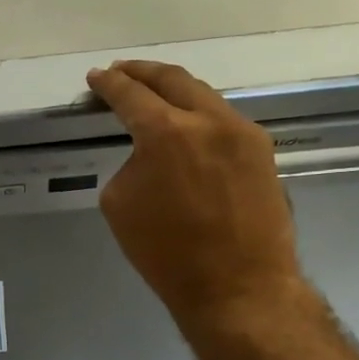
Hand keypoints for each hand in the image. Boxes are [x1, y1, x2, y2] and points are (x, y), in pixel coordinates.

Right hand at [87, 60, 304, 331]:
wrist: (238, 287)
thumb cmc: (168, 254)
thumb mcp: (121, 204)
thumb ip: (131, 162)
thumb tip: (148, 153)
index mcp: (166, 131)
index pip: (129, 94)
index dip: (108, 83)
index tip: (96, 77)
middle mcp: (208, 120)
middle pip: (171, 79)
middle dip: (142, 72)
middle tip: (122, 72)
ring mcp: (242, 132)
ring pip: (203, 95)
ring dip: (174, 90)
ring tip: (155, 94)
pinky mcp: (262, 150)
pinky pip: (224, 119)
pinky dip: (199, 114)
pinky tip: (189, 125)